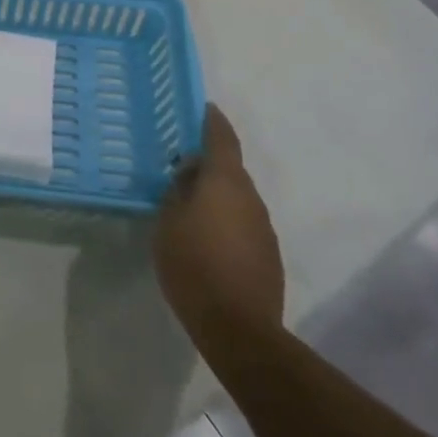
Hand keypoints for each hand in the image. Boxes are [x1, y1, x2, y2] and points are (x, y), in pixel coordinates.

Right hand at [155, 105, 284, 334]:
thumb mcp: (168, 222)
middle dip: (209, 164)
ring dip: (218, 195)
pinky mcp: (269, 254)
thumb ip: (177, 191)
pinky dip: (227, 221)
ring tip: (191, 205)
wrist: (239, 329)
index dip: (212, 120)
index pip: (221, 138)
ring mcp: (264, 227)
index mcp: (225, 181)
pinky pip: (244, 224)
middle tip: (182, 166)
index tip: (204, 107)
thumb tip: (188, 175)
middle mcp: (250, 197)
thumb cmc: (194, 265)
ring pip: (238, 198)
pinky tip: (208, 239)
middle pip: (230, 169)